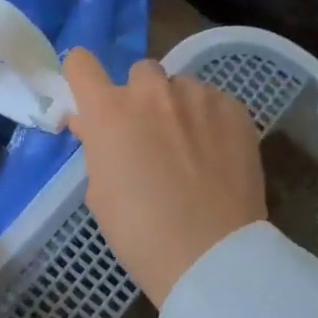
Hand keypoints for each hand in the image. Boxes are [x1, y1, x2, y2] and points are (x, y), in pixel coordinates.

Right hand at [63, 49, 266, 306]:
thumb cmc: (140, 232)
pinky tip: (215, 155)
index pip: (81, 63)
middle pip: (139, 72)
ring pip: (181, 87)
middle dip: (139, 97)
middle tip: (147, 135)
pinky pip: (214, 101)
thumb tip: (89, 124)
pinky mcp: (236, 109)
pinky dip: (209, 120)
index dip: (82, 76)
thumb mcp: (100, 192)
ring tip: (189, 147)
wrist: (210, 254)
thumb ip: (95, 146)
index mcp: (109, 111)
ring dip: (177, 107)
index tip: (90, 97)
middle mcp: (152, 92)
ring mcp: (198, 97)